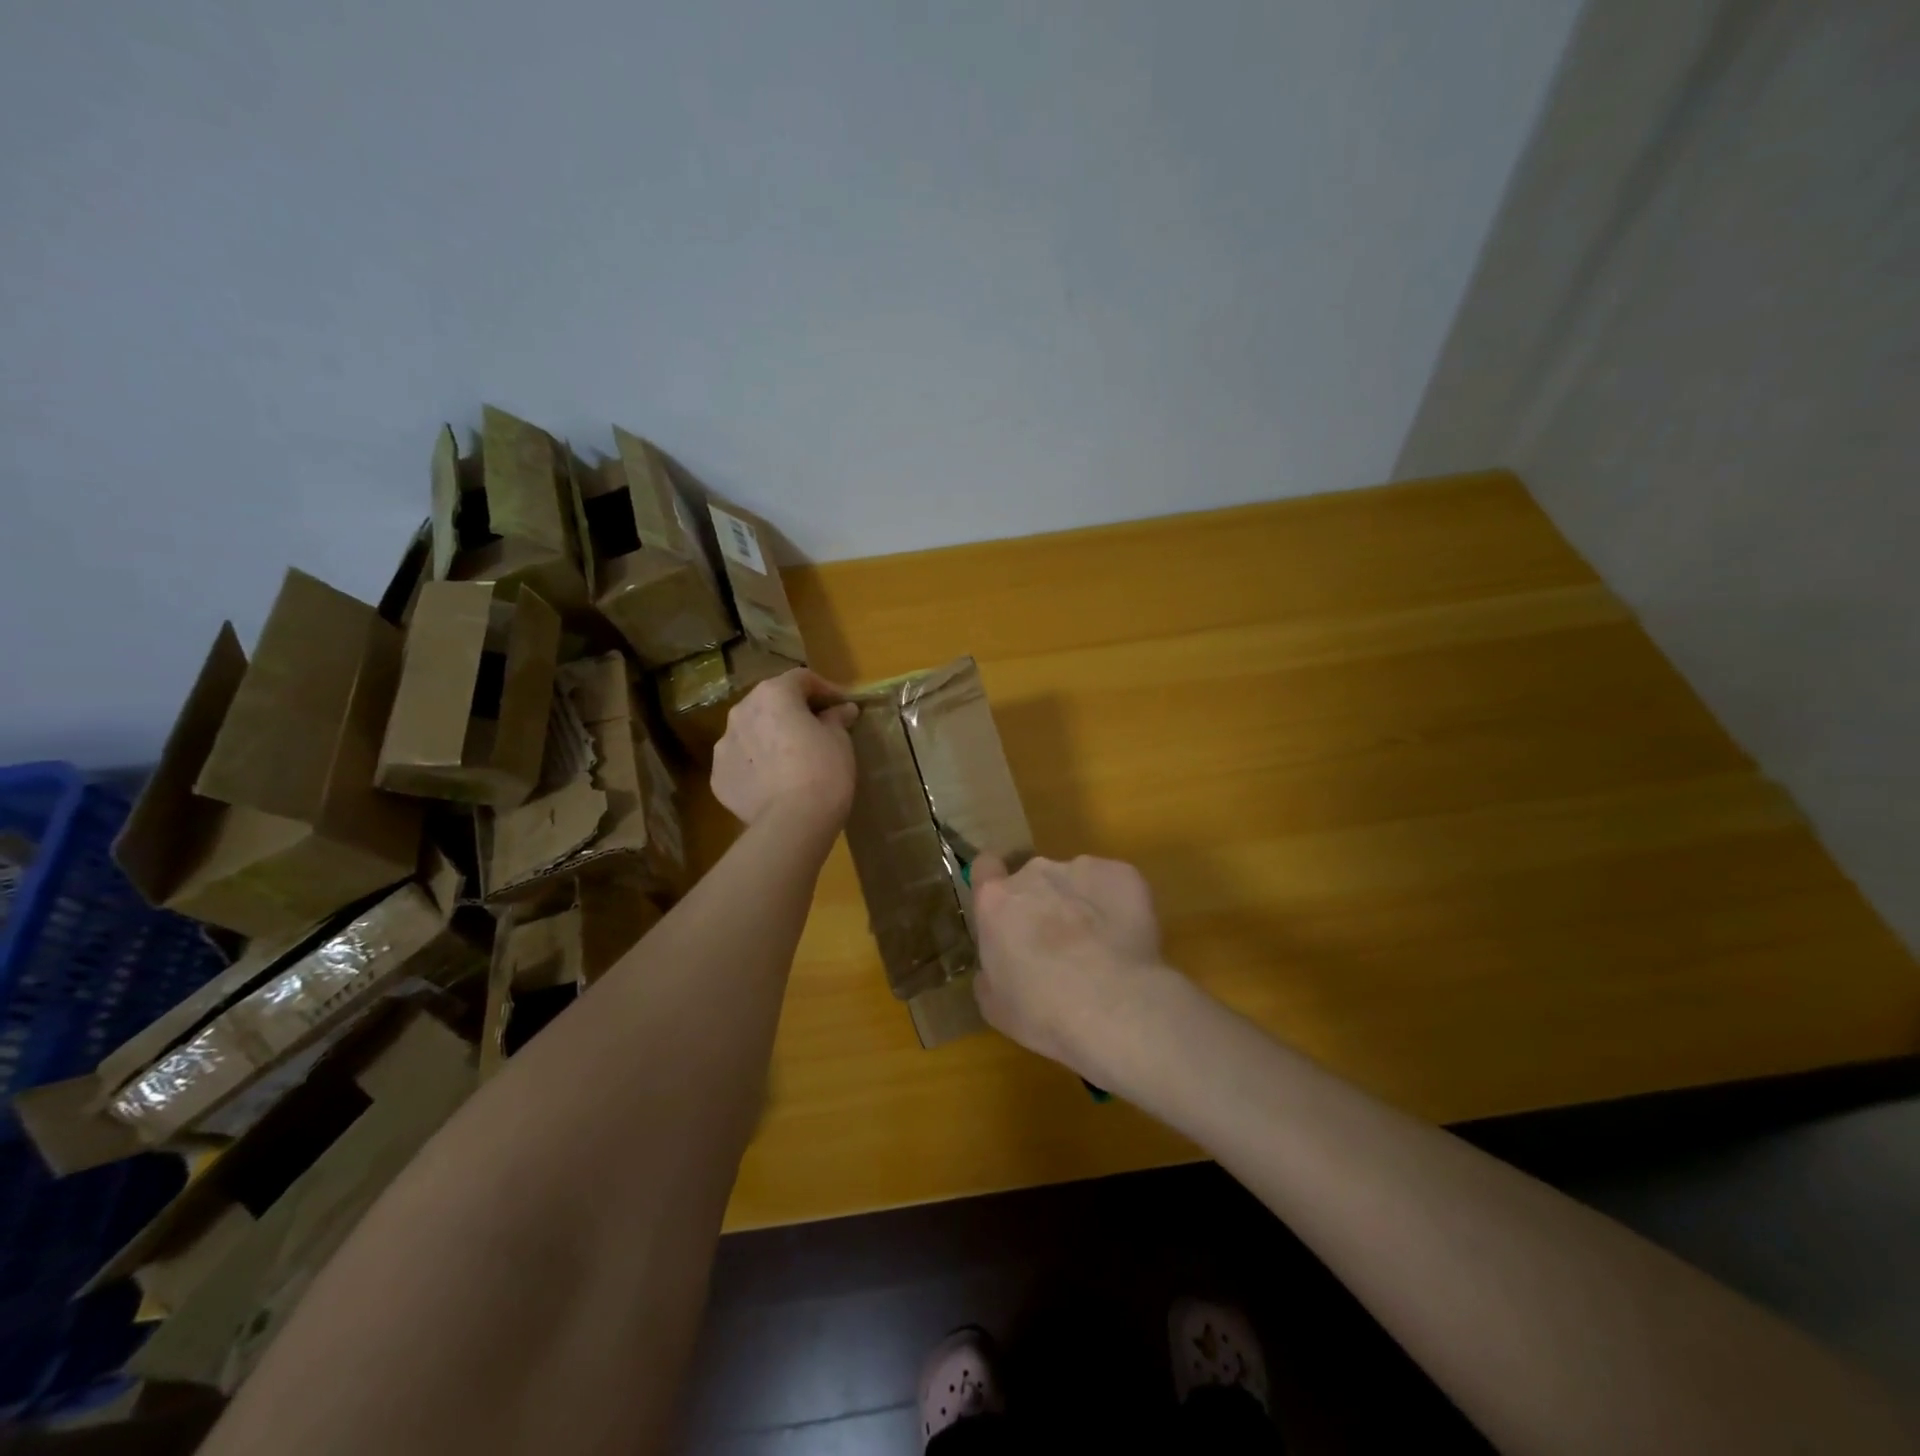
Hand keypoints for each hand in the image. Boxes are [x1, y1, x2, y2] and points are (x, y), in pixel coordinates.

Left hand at [712, 669, 858, 836]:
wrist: (792, 822)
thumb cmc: (823, 771)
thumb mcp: (840, 740)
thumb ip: (836, 719)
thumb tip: (843, 709)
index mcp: (773, 695)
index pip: (801, 678)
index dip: (824, 689)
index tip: (841, 705)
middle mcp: (741, 712)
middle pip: (770, 701)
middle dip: (792, 710)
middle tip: (816, 728)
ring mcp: (724, 745)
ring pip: (750, 731)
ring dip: (769, 736)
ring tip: (791, 758)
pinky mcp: (718, 777)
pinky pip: (741, 762)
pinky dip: (756, 765)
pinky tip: (774, 782)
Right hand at [969, 853, 1171, 1080]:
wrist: (1113, 1008)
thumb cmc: (1042, 1012)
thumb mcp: (995, 1005)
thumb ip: (990, 971)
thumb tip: (998, 964)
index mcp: (996, 901)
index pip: (985, 868)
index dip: (996, 885)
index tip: (1008, 910)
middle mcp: (1034, 873)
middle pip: (1035, 879)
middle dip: (1045, 904)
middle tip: (1061, 946)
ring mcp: (1081, 869)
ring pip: (1077, 880)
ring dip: (1082, 904)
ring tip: (1102, 946)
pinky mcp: (1123, 874)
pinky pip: (1115, 884)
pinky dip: (1118, 905)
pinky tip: (1126, 941)